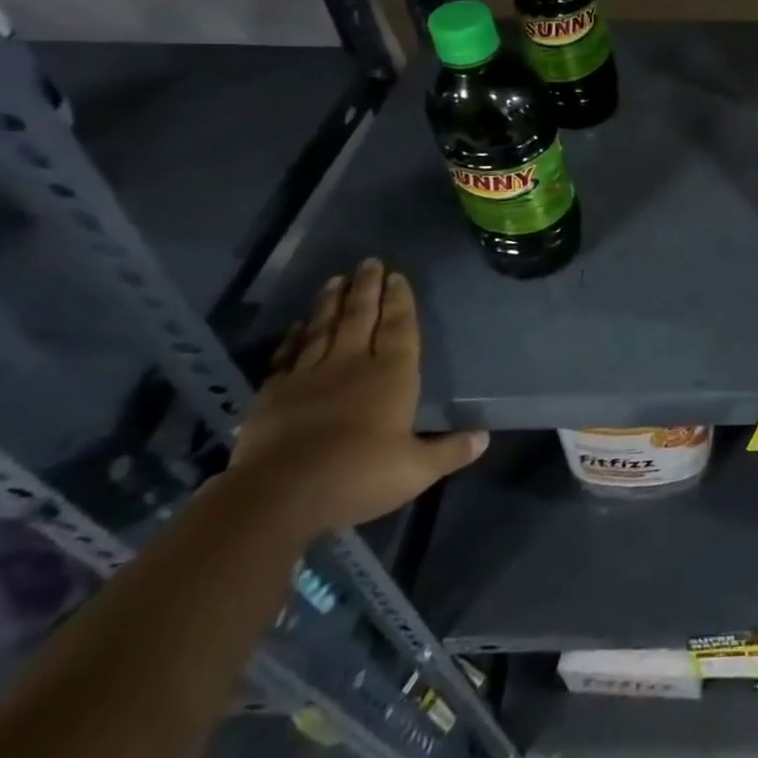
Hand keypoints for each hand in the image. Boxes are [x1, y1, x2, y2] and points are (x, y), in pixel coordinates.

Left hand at [229, 259, 487, 536]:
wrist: (278, 495)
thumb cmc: (358, 475)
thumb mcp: (416, 470)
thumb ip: (450, 451)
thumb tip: (484, 437)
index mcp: (391, 374)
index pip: (399, 326)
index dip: (400, 300)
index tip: (397, 275)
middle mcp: (352, 363)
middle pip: (361, 316)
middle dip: (367, 288)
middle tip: (368, 262)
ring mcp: (309, 375)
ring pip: (323, 328)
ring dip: (330, 302)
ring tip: (336, 280)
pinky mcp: (274, 394)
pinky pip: (287, 355)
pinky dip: (294, 337)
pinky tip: (297, 325)